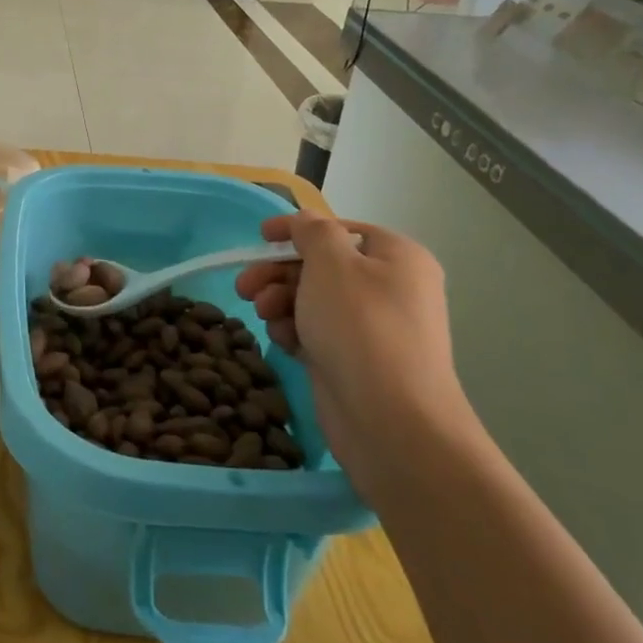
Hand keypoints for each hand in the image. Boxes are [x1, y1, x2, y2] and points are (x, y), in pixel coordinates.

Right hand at [235, 213, 467, 480]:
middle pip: (321, 266)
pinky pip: (316, 331)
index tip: (259, 237)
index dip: (297, 230)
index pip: (339, 229)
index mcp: (397, 257)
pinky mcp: (353, 360)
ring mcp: (372, 328)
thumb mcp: (332, 264)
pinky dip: (294, 330)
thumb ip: (313, 232)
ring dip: (281, 301)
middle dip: (279, 272)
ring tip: (263, 315)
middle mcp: (389, 288)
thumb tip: (305, 220)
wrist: (391, 422)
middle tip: (245, 286)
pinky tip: (283, 341)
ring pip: (313, 300)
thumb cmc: (361, 328)